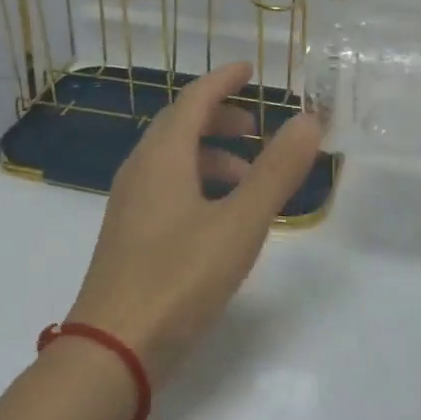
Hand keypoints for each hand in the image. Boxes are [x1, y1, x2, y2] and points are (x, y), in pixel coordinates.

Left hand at [65, 62, 322, 384]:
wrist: (112, 350)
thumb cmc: (178, 278)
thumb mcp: (239, 223)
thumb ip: (276, 171)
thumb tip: (308, 120)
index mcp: (162, 156)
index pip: (194, 98)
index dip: (223, 79)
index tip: (250, 70)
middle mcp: (140, 169)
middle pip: (180, 124)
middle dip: (219, 116)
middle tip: (257, 127)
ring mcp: (130, 202)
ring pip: (172, 157)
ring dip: (210, 153)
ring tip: (248, 176)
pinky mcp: (128, 232)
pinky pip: (165, 184)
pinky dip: (196, 180)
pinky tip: (219, 215)